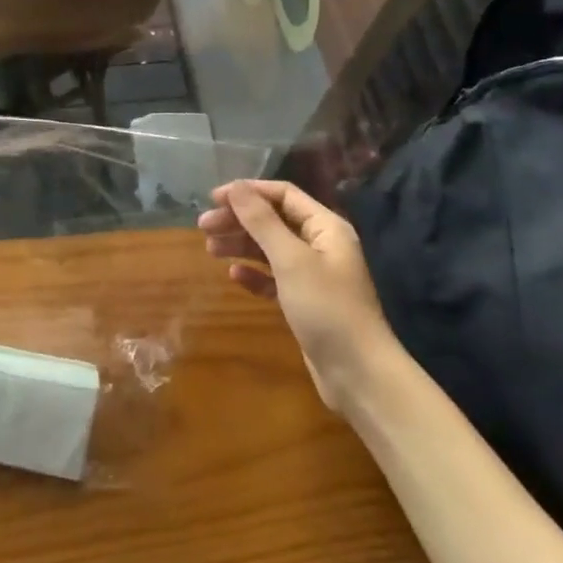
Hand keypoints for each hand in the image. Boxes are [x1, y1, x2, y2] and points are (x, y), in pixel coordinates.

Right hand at [198, 180, 396, 408]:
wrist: (359, 375)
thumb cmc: (327, 308)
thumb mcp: (290, 260)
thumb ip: (262, 221)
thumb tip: (236, 187)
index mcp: (325, 227)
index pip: (283, 194)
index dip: (248, 192)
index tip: (213, 199)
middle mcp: (321, 245)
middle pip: (274, 220)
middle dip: (239, 220)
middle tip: (203, 226)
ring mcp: (314, 275)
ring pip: (271, 249)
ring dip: (241, 245)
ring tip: (210, 249)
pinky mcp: (305, 302)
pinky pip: (274, 278)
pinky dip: (254, 274)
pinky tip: (234, 275)